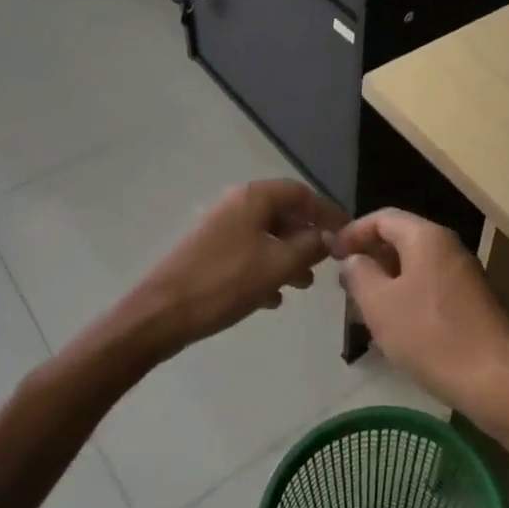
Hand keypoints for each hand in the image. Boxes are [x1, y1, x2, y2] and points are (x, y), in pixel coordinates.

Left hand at [125, 180, 348, 354]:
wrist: (160, 314)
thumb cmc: (225, 283)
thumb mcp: (278, 264)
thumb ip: (311, 246)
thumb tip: (330, 237)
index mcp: (253, 198)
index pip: (301, 193)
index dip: (327, 212)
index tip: (347, 233)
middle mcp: (235, 205)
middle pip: (283, 214)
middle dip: (308, 238)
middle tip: (326, 262)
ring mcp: (219, 230)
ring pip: (266, 237)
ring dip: (288, 257)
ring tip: (303, 285)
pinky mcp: (208, 254)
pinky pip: (247, 255)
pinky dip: (265, 270)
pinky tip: (272, 299)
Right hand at [332, 209, 508, 416]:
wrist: (494, 379)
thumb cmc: (430, 336)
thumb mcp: (380, 305)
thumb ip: (360, 274)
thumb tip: (354, 259)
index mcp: (427, 237)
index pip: (382, 217)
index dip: (352, 232)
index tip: (330, 256)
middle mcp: (449, 247)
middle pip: (400, 239)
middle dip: (369, 260)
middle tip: (344, 287)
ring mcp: (464, 275)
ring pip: (415, 267)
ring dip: (386, 283)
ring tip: (363, 312)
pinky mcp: (471, 302)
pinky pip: (430, 289)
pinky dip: (406, 299)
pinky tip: (394, 330)